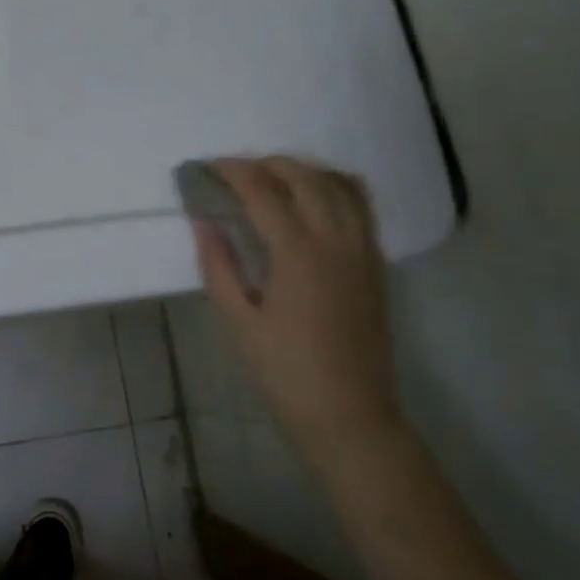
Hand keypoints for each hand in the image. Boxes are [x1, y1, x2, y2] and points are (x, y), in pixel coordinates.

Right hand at [193, 157, 403, 462]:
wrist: (349, 415)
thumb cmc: (285, 372)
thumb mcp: (238, 321)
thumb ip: (219, 266)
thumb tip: (203, 223)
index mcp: (297, 253)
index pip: (263, 191)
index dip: (233, 172)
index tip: (209, 167)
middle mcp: (336, 239)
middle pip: (304, 177)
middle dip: (267, 164)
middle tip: (236, 172)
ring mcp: (362, 249)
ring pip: (339, 184)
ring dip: (304, 170)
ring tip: (274, 179)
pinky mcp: (375, 263)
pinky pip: (360, 205)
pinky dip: (335, 187)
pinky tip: (314, 200)